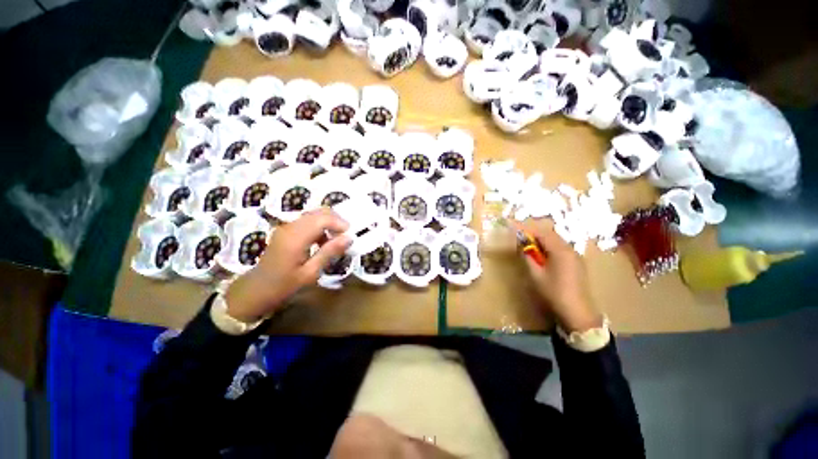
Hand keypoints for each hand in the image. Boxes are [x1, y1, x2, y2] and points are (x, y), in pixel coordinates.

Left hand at [224, 208, 350, 322]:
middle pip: (319, 212)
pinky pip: (308, 221)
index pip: (323, 218)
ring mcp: (287, 226)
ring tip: (335, 240)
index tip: (350, 235)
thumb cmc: (283, 285)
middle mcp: (291, 227)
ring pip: (314, 214)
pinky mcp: (286, 230)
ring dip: (329, 223)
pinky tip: (322, 242)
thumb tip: (349, 238)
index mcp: (296, 238)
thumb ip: (329, 252)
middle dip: (336, 220)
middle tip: (346, 236)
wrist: (255, 290)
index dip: (340, 223)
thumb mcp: (310, 273)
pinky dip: (320, 226)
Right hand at [520, 222, 602, 332]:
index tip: (516, 230)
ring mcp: (576, 257)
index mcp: (560, 250)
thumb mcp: (536, 275)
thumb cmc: (554, 292)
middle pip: (551, 235)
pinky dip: (550, 248)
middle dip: (536, 234)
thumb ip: (527, 257)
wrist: (578, 312)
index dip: (528, 230)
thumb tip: (522, 246)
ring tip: (530, 246)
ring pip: (557, 242)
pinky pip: (562, 249)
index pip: (542, 233)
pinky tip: (543, 256)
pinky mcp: (577, 264)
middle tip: (521, 238)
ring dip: (543, 241)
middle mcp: (570, 250)